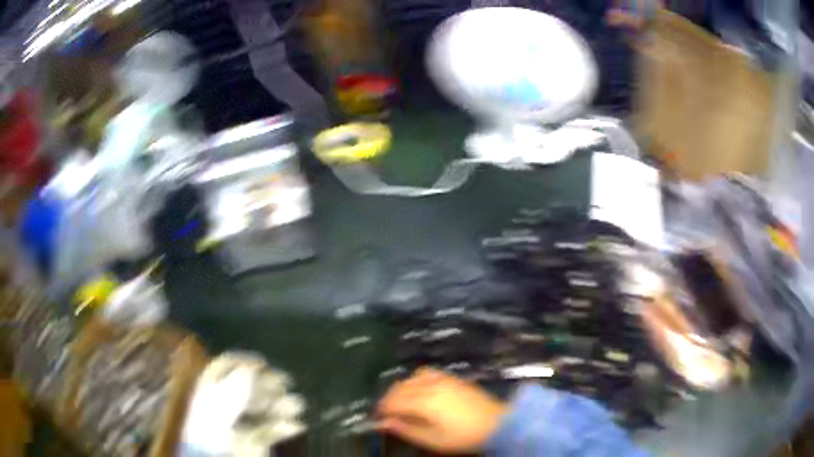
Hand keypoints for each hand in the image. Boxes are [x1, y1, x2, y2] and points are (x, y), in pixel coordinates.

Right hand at [376, 367, 507, 453]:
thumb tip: (383, 422)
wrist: (498, 424)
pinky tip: (419, 391)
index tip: (378, 418)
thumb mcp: (432, 439)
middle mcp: (430, 385)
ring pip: (411, 378)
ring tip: (402, 403)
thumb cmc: (462, 436)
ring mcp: (443, 379)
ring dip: (401, 388)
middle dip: (389, 399)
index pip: (393, 401)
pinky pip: (426, 373)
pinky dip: (416, 380)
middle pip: (400, 388)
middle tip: (387, 413)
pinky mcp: (452, 378)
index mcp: (424, 402)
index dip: (382, 409)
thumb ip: (405, 429)